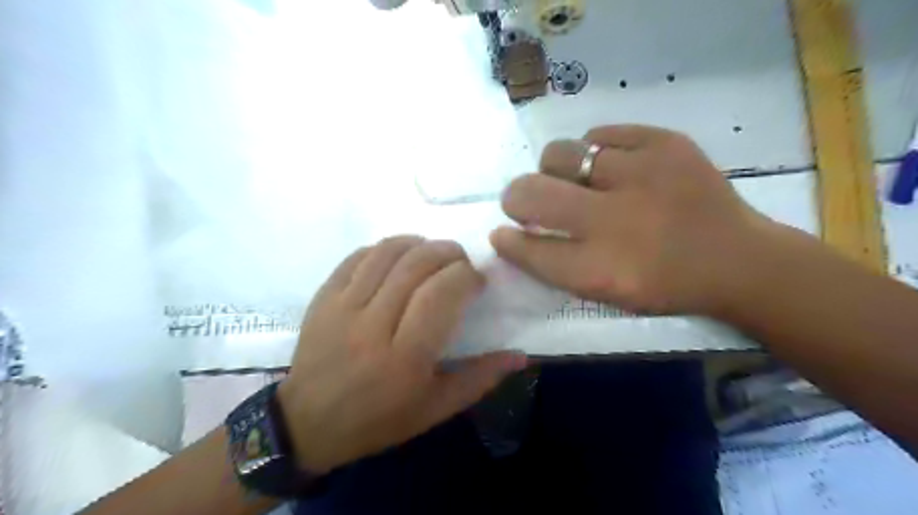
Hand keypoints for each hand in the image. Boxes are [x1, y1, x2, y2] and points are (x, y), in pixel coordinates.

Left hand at [276, 235, 526, 472]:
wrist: (308, 425)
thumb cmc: (378, 420)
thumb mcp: (435, 409)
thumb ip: (480, 379)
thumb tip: (520, 355)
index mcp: (405, 357)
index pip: (441, 294)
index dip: (466, 276)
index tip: (477, 280)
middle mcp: (373, 325)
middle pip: (416, 266)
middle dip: (448, 252)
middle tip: (461, 261)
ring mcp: (342, 307)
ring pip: (387, 253)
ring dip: (418, 243)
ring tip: (433, 251)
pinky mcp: (323, 297)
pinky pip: (357, 257)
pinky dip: (384, 247)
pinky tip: (398, 254)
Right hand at [491, 128, 775, 316]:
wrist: (739, 259)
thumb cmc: (665, 285)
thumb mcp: (607, 293)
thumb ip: (556, 266)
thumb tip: (512, 235)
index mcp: (602, 270)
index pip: (531, 249)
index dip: (509, 240)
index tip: (500, 233)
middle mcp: (615, 220)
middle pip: (534, 193)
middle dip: (516, 197)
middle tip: (523, 200)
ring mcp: (642, 174)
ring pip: (560, 154)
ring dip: (554, 170)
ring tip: (573, 180)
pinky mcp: (665, 143)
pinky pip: (601, 134)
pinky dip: (594, 151)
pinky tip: (608, 166)